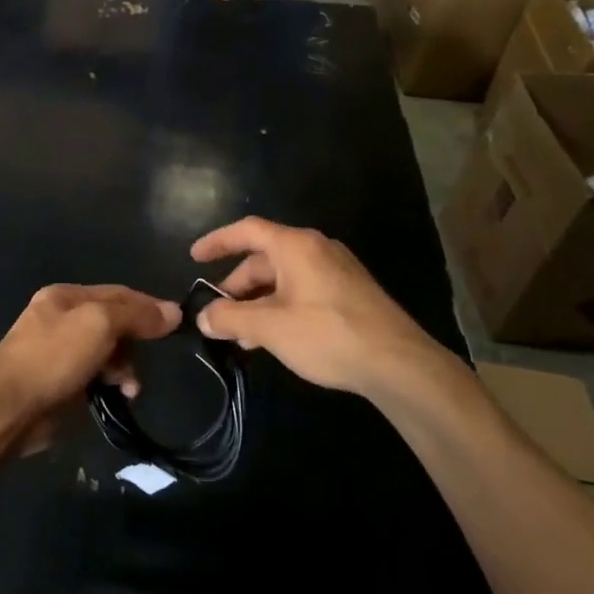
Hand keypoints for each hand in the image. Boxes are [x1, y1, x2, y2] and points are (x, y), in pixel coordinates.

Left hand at [0, 284, 179, 443]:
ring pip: (107, 354)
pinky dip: (110, 385)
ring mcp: (59, 353)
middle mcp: (61, 319)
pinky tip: (118, 397)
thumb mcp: (100, 324)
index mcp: (66, 296)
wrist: (9, 406)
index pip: (117, 293)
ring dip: (124, 369)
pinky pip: (96, 378)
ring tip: (130, 388)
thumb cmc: (54, 355)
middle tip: (148, 359)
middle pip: (113, 324)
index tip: (176, 323)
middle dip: (134, 342)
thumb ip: (136, 315)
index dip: (148, 306)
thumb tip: (174, 311)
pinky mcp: (60, 385)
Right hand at [190, 217, 449, 397]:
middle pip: (264, 258)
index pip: (247, 230)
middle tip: (217, 314)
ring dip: (257, 303)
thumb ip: (230, 318)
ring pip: (283, 279)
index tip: (194, 257)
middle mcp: (316, 249)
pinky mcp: (350, 293)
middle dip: (236, 286)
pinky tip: (273, 339)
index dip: (217, 241)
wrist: (399, 363)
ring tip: (241, 336)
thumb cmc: (327, 334)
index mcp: (295, 245)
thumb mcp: (269, 327)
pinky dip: (280, 308)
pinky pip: (303, 291)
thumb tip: (203, 317)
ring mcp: (336, 270)